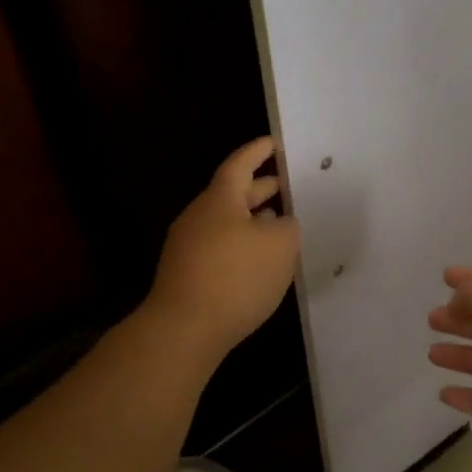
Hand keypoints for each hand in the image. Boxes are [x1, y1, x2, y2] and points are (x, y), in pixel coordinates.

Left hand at [146, 138, 300, 367]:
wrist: (184, 329)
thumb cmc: (236, 277)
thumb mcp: (280, 245)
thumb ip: (287, 225)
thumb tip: (279, 223)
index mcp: (219, 200)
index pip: (240, 165)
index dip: (258, 152)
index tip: (273, 143)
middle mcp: (199, 217)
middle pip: (232, 194)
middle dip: (260, 188)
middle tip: (287, 186)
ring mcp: (188, 247)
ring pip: (227, 222)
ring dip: (252, 220)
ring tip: (279, 224)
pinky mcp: (187, 274)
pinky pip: (220, 247)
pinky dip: (242, 245)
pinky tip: (258, 262)